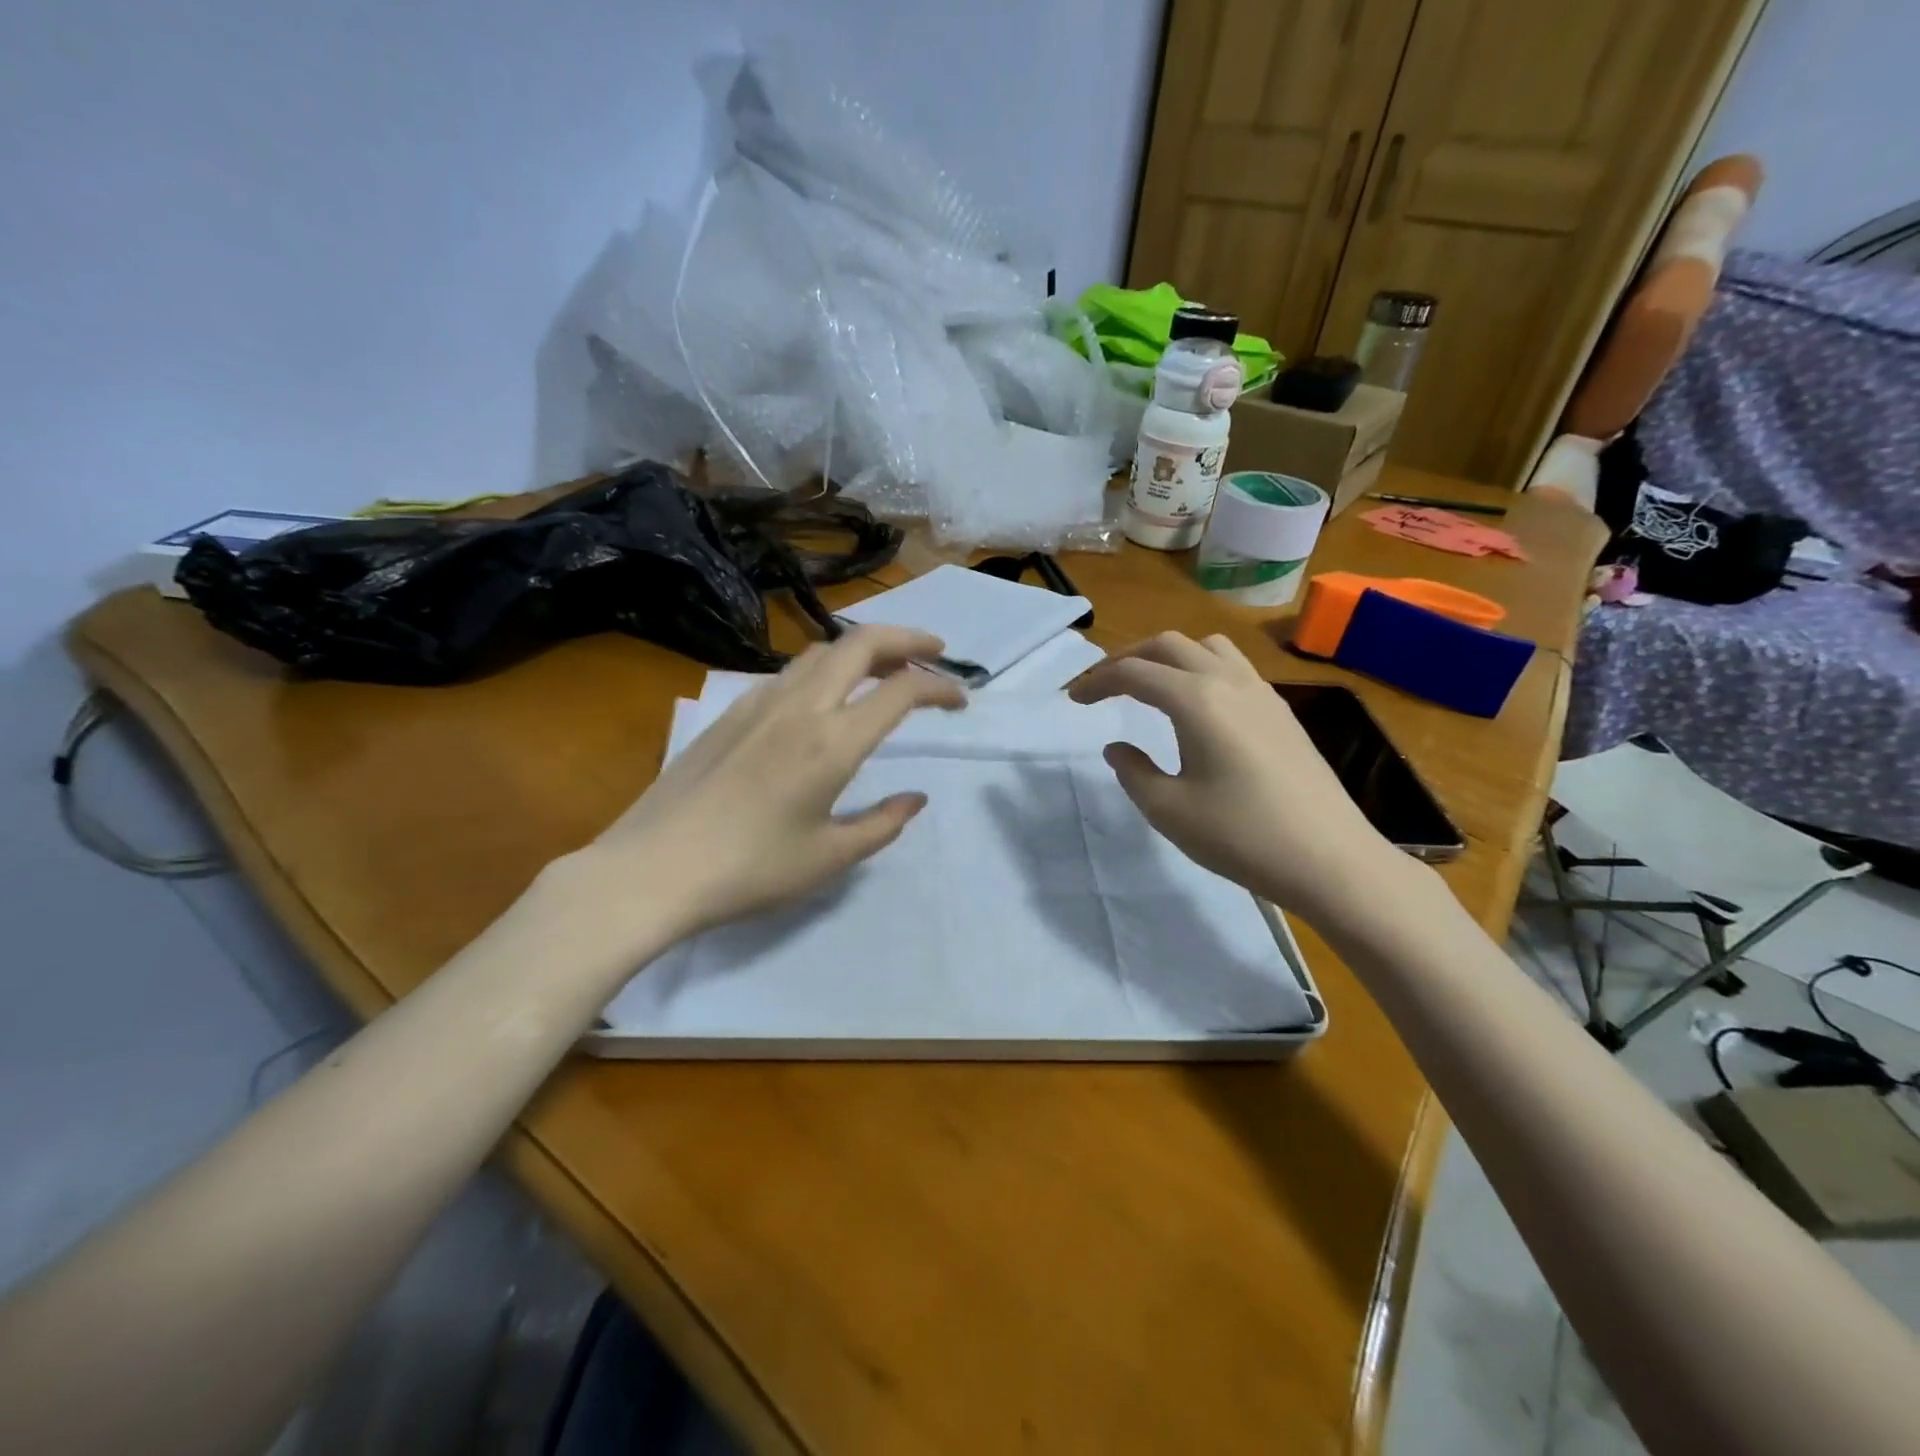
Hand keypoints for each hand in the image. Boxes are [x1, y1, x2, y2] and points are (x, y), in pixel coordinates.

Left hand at [574, 626, 965, 941]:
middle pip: (862, 643)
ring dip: (863, 649)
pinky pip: (791, 672)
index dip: (940, 688)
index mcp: (833, 742)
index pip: (901, 691)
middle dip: (907, 639)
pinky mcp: (731, 711)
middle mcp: (801, 706)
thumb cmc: (749, 870)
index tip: (960, 701)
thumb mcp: (829, 857)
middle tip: (935, 652)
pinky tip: (825, 699)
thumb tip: (914, 799)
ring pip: (822, 651)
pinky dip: (826, 668)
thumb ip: (882, 824)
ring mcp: (760, 703)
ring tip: (886, 669)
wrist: (652, 869)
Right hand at [1070, 632, 1396, 921]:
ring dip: (1170, 657)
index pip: (1134, 672)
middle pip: (1169, 645)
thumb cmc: (1241, 835)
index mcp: (1196, 700)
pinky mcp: (1282, 713)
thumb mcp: (1169, 810)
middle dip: (1129, 658)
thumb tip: (1117, 747)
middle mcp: (1229, 682)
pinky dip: (1202, 671)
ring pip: (1207, 648)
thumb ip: (1133, 772)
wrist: (1330, 860)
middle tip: (1104, 687)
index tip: (1073, 699)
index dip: (1097, 681)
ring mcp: (1262, 694)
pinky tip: (1199, 709)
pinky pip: (1234, 669)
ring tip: (1151, 687)